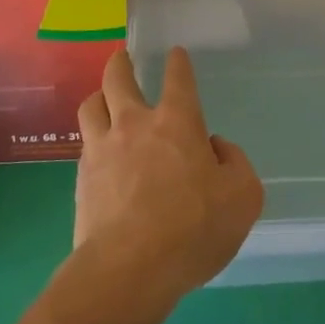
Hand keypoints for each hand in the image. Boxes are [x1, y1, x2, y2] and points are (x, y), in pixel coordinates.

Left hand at [73, 48, 263, 311]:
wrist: (129, 270)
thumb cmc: (193, 228)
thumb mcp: (243, 197)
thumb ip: (235, 163)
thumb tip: (215, 148)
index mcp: (177, 122)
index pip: (178, 79)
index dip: (178, 63)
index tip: (176, 54)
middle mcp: (135, 124)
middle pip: (119, 78)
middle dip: (121, 63)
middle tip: (123, 58)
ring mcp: (102, 149)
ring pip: (91, 105)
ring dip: (99, 96)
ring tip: (103, 99)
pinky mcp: (81, 178)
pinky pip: (84, 144)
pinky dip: (93, 139)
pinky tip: (98, 150)